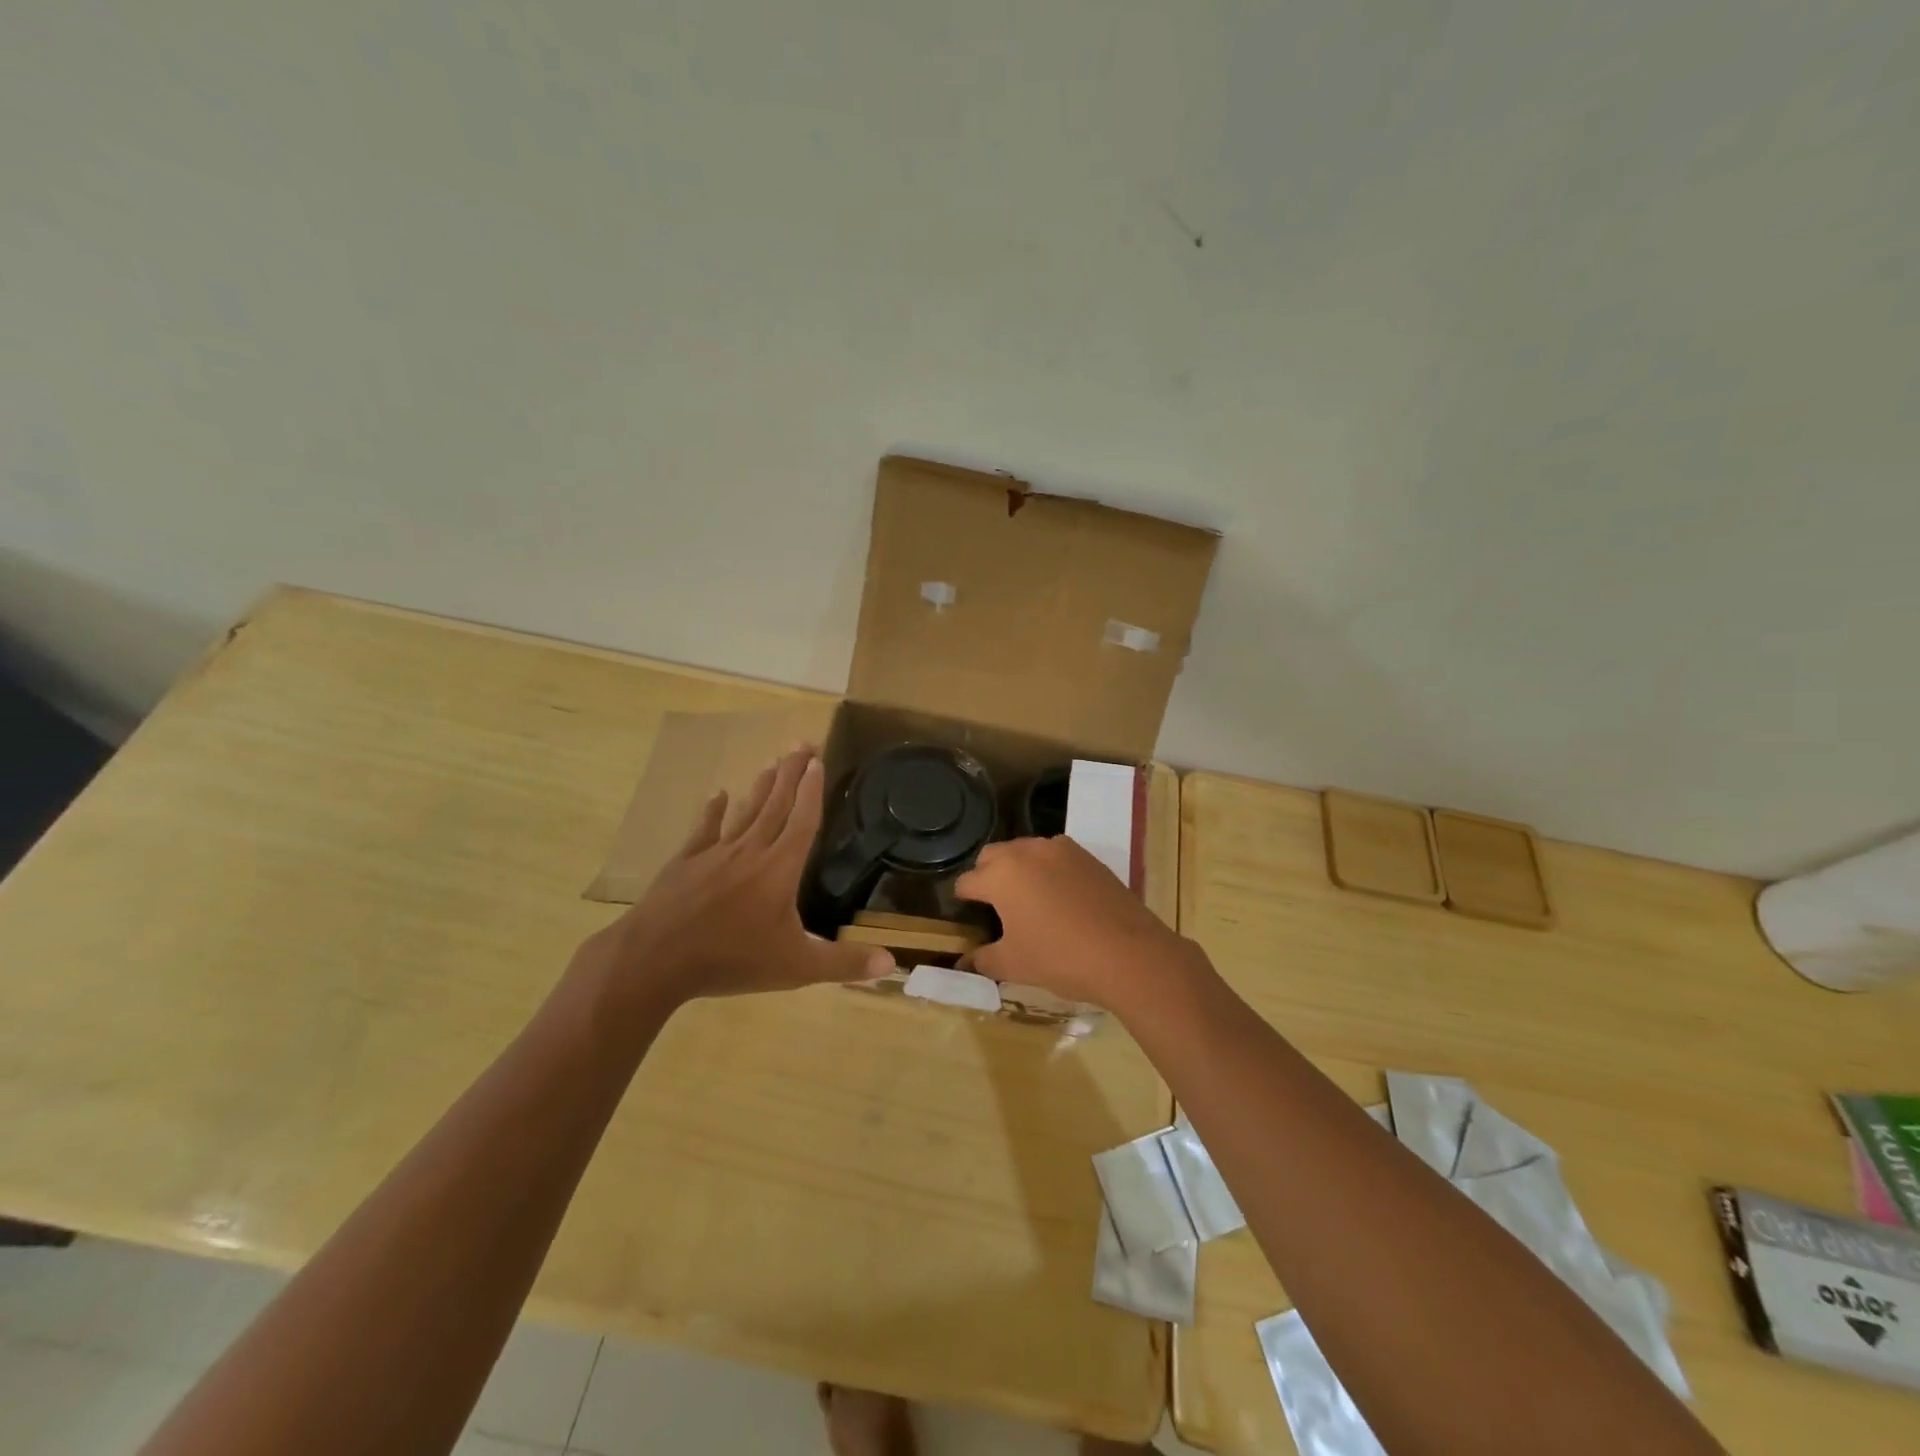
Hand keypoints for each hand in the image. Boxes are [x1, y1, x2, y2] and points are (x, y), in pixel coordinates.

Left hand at [573, 747, 892, 1009]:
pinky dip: (713, 811)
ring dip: (761, 786)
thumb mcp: (796, 968)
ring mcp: (714, 853)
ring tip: (772, 762)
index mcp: (780, 868)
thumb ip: (844, 963)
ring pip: (745, 811)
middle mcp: (750, 850)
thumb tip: (892, 964)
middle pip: (776, 804)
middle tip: (801, 743)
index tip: (818, 760)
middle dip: (791, 772)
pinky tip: (718, 794)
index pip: (803, 820)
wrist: (655, 959)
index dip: (812, 790)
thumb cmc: (731, 960)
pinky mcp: (685, 863)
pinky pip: (704, 829)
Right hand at [955, 835, 1206, 1011]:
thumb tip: (965, 962)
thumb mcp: (1014, 965)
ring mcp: (1060, 849)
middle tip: (993, 905)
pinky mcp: (1087, 855)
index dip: (962, 899)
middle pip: (992, 856)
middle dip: (986, 875)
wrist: (1128, 954)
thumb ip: (983, 959)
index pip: (967, 881)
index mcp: (1001, 876)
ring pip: (1025, 850)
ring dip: (1018, 868)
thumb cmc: (1060, 958)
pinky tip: (1058, 897)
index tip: (965, 914)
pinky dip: (1047, 869)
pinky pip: (1054, 855)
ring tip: (1027, 899)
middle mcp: (1026, 852)